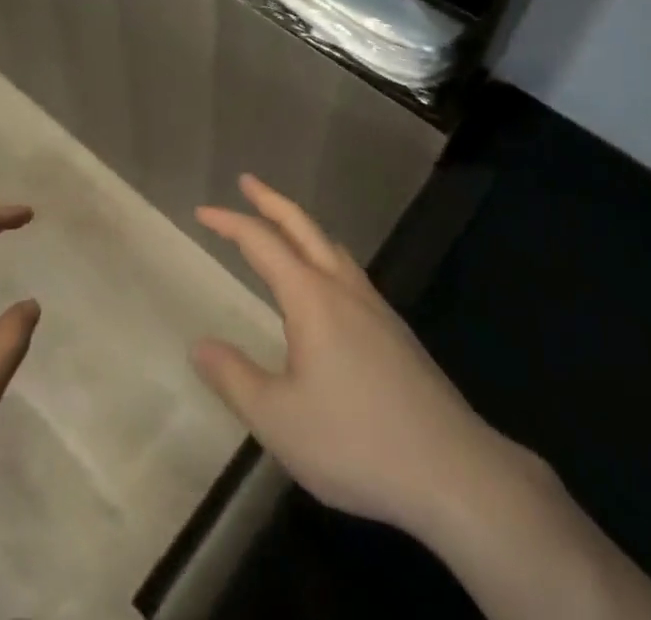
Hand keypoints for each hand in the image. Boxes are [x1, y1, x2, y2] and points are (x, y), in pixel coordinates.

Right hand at [191, 174, 532, 537]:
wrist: (451, 469)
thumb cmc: (356, 441)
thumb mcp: (279, 420)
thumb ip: (235, 378)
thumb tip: (199, 344)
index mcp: (311, 298)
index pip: (262, 243)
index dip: (229, 223)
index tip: (202, 212)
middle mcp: (343, 288)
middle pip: (303, 226)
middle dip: (271, 200)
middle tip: (247, 181)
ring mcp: (375, 306)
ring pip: (331, 246)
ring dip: (301, 226)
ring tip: (283, 227)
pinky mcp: (395, 330)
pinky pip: (349, 271)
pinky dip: (324, 254)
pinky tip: (326, 285)